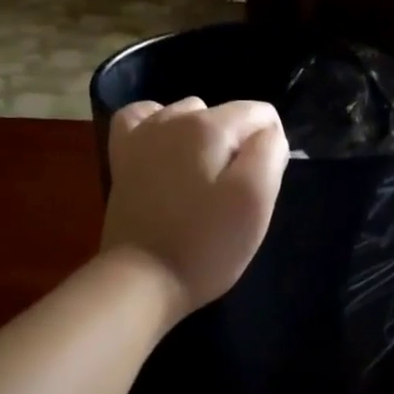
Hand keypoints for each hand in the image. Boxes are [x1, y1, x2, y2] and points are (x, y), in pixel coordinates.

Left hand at [100, 97, 288, 316]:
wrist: (142, 279)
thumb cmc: (206, 245)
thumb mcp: (256, 201)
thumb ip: (269, 154)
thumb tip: (269, 134)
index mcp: (210, 126)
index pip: (261, 114)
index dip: (271, 148)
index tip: (262, 187)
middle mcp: (173, 118)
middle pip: (226, 116)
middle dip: (238, 146)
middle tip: (233, 194)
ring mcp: (141, 136)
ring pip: (188, 116)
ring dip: (204, 141)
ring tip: (203, 183)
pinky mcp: (122, 158)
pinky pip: (144, 120)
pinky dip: (160, 128)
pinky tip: (166, 153)